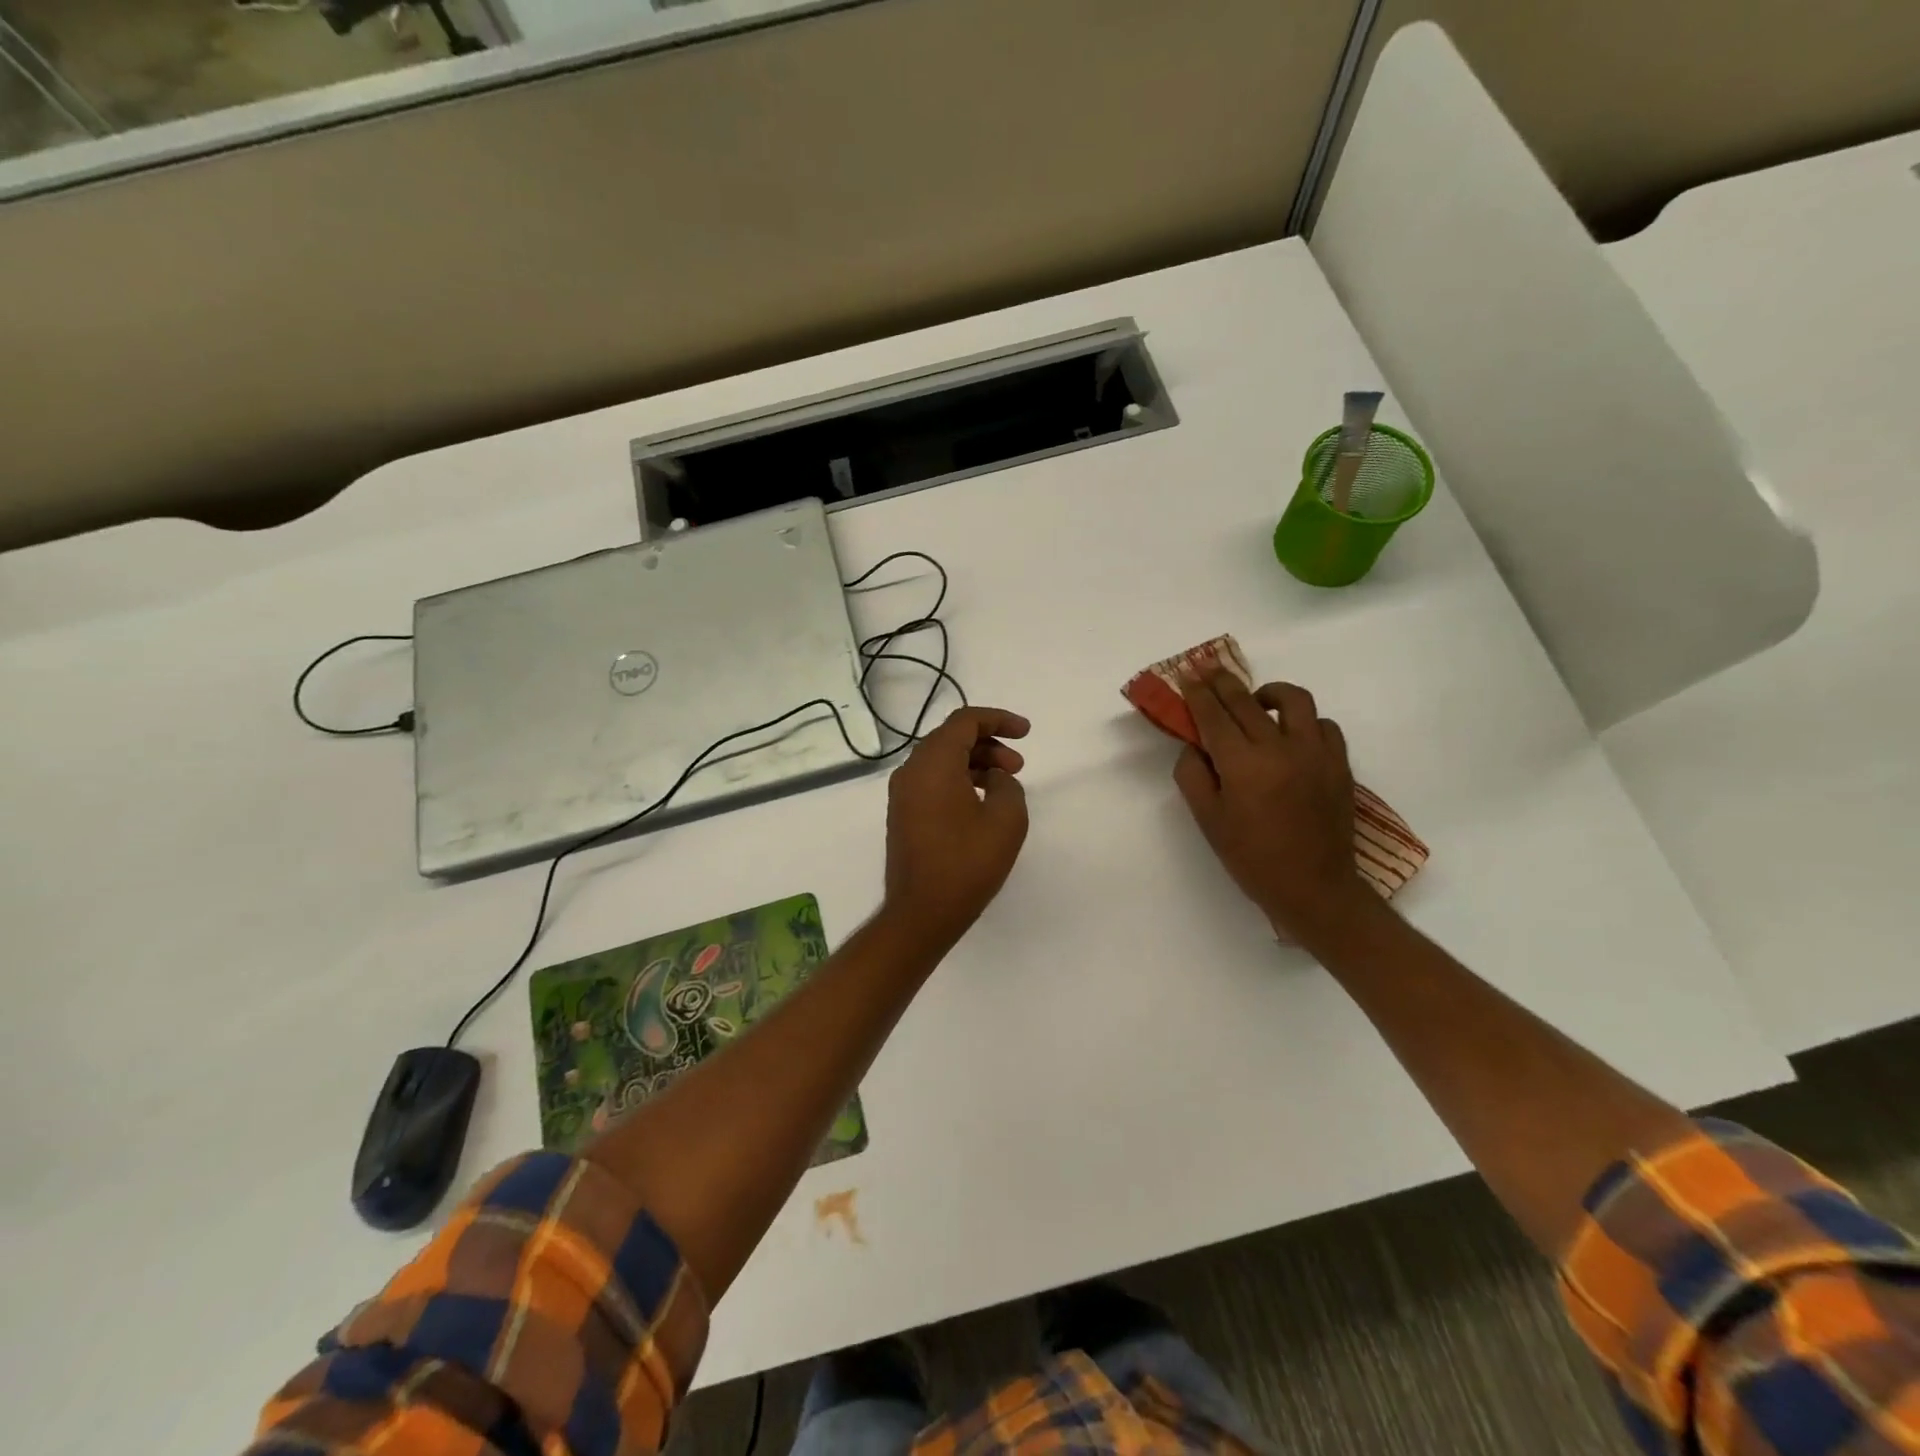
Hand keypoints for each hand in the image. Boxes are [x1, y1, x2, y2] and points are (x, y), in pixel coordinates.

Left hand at [883, 706, 1030, 947]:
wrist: (921, 912)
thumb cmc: (966, 863)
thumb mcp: (1006, 819)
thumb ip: (1007, 785)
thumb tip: (993, 779)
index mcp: (933, 762)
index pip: (965, 721)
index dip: (999, 719)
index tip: (1026, 733)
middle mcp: (911, 770)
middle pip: (951, 738)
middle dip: (989, 744)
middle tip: (1018, 766)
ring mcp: (902, 794)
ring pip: (941, 760)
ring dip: (975, 763)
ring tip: (1004, 784)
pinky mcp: (902, 814)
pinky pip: (932, 781)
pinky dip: (958, 780)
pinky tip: (980, 802)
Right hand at [1173, 671, 1374, 942]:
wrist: (1315, 888)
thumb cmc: (1252, 858)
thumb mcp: (1209, 821)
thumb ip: (1193, 776)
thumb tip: (1194, 746)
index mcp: (1243, 765)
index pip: (1215, 715)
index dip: (1198, 692)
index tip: (1187, 674)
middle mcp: (1280, 748)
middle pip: (1247, 700)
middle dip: (1223, 682)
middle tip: (1208, 670)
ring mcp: (1316, 753)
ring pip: (1294, 700)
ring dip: (1269, 692)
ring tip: (1256, 699)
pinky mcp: (1339, 763)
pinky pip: (1323, 725)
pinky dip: (1303, 720)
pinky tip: (1291, 734)